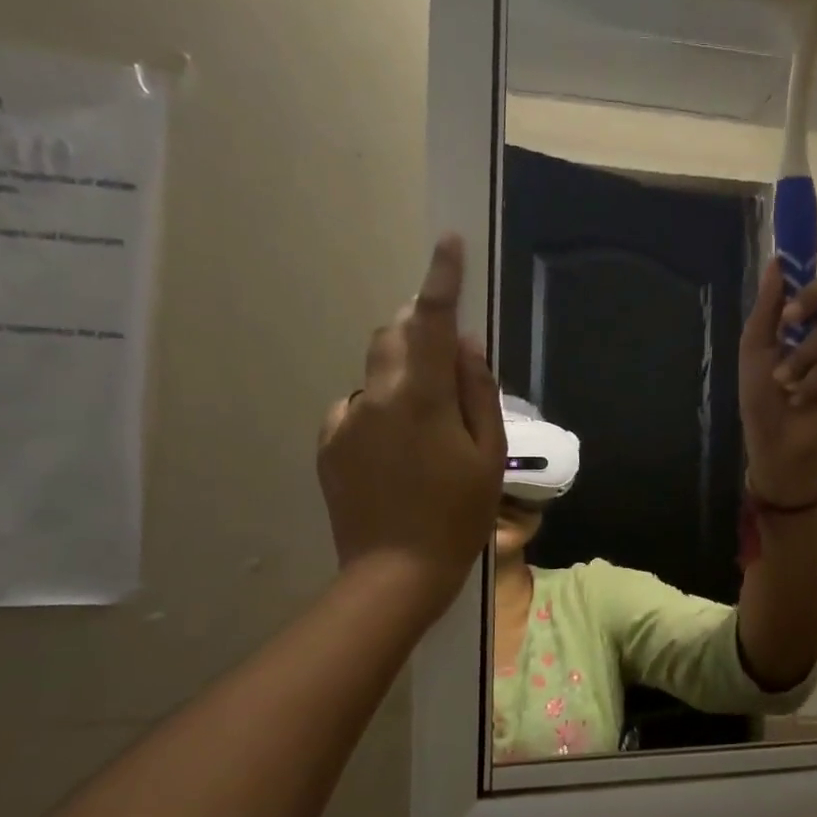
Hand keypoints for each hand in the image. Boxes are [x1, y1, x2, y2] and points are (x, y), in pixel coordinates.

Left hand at [317, 235, 505, 621]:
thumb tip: (464, 344)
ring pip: (377, 373)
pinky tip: (396, 456)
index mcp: (419, 397)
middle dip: (418, 329)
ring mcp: (345, 420)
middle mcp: (374, 397)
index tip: (448, 243)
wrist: (394, 573)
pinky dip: (381, 411)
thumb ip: (476, 391)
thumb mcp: (487, 454)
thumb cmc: (457, 515)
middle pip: (392, 335)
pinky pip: (358, 408)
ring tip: (426, 430)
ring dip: (402, 377)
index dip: (441, 279)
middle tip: (447, 361)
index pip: (430, 321)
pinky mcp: (329, 444)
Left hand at [738, 260, 816, 505]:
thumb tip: (776, 261)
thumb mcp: (755, 349)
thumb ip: (767, 307)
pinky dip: (815, 382)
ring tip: (784, 383)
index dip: (805, 277)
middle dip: (810, 303)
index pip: (812, 282)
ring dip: (802, 359)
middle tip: (788, 324)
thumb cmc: (760, 396)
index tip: (788, 285)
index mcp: (799, 320)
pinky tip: (801, 399)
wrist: (775, 441)